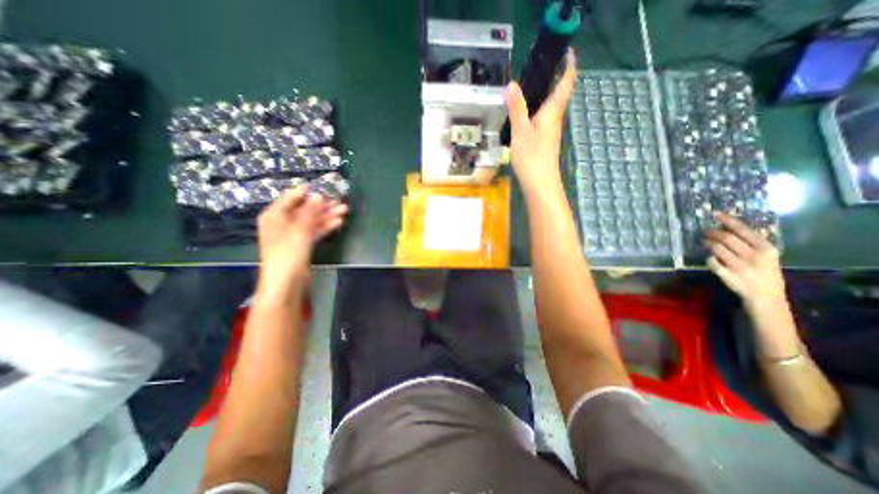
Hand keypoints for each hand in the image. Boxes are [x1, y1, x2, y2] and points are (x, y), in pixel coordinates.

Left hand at [256, 183, 348, 291]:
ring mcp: (293, 234)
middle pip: (304, 209)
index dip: (306, 191)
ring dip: (327, 215)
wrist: (286, 283)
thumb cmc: (288, 254)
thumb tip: (319, 195)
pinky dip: (325, 226)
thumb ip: (310, 212)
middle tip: (339, 200)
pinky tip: (338, 222)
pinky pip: (315, 231)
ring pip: (312, 220)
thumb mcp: (299, 230)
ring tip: (344, 210)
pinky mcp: (302, 244)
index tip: (323, 185)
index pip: (291, 198)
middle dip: (322, 205)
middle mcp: (283, 222)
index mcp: (274, 216)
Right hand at [510, 49, 577, 194]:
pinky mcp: (544, 142)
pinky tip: (525, 113)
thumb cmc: (532, 156)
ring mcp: (550, 132)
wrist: (539, 183)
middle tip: (542, 65)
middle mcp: (555, 119)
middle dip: (555, 78)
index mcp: (552, 112)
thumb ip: (517, 108)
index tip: (567, 51)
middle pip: (558, 95)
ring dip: (545, 94)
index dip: (568, 66)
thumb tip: (512, 84)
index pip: (565, 84)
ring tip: (531, 86)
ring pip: (550, 108)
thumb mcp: (521, 131)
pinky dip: (537, 110)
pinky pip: (542, 119)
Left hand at [706, 213, 786, 308]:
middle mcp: (754, 256)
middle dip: (713, 232)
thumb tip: (733, 226)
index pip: (743, 230)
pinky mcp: (728, 275)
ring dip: (709, 243)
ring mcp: (740, 266)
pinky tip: (711, 257)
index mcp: (767, 249)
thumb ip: (753, 242)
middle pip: (727, 238)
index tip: (716, 214)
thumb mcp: (767, 256)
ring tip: (706, 242)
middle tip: (706, 231)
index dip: (727, 221)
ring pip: (717, 249)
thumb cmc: (765, 272)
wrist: (766, 296)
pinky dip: (709, 258)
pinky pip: (712, 262)